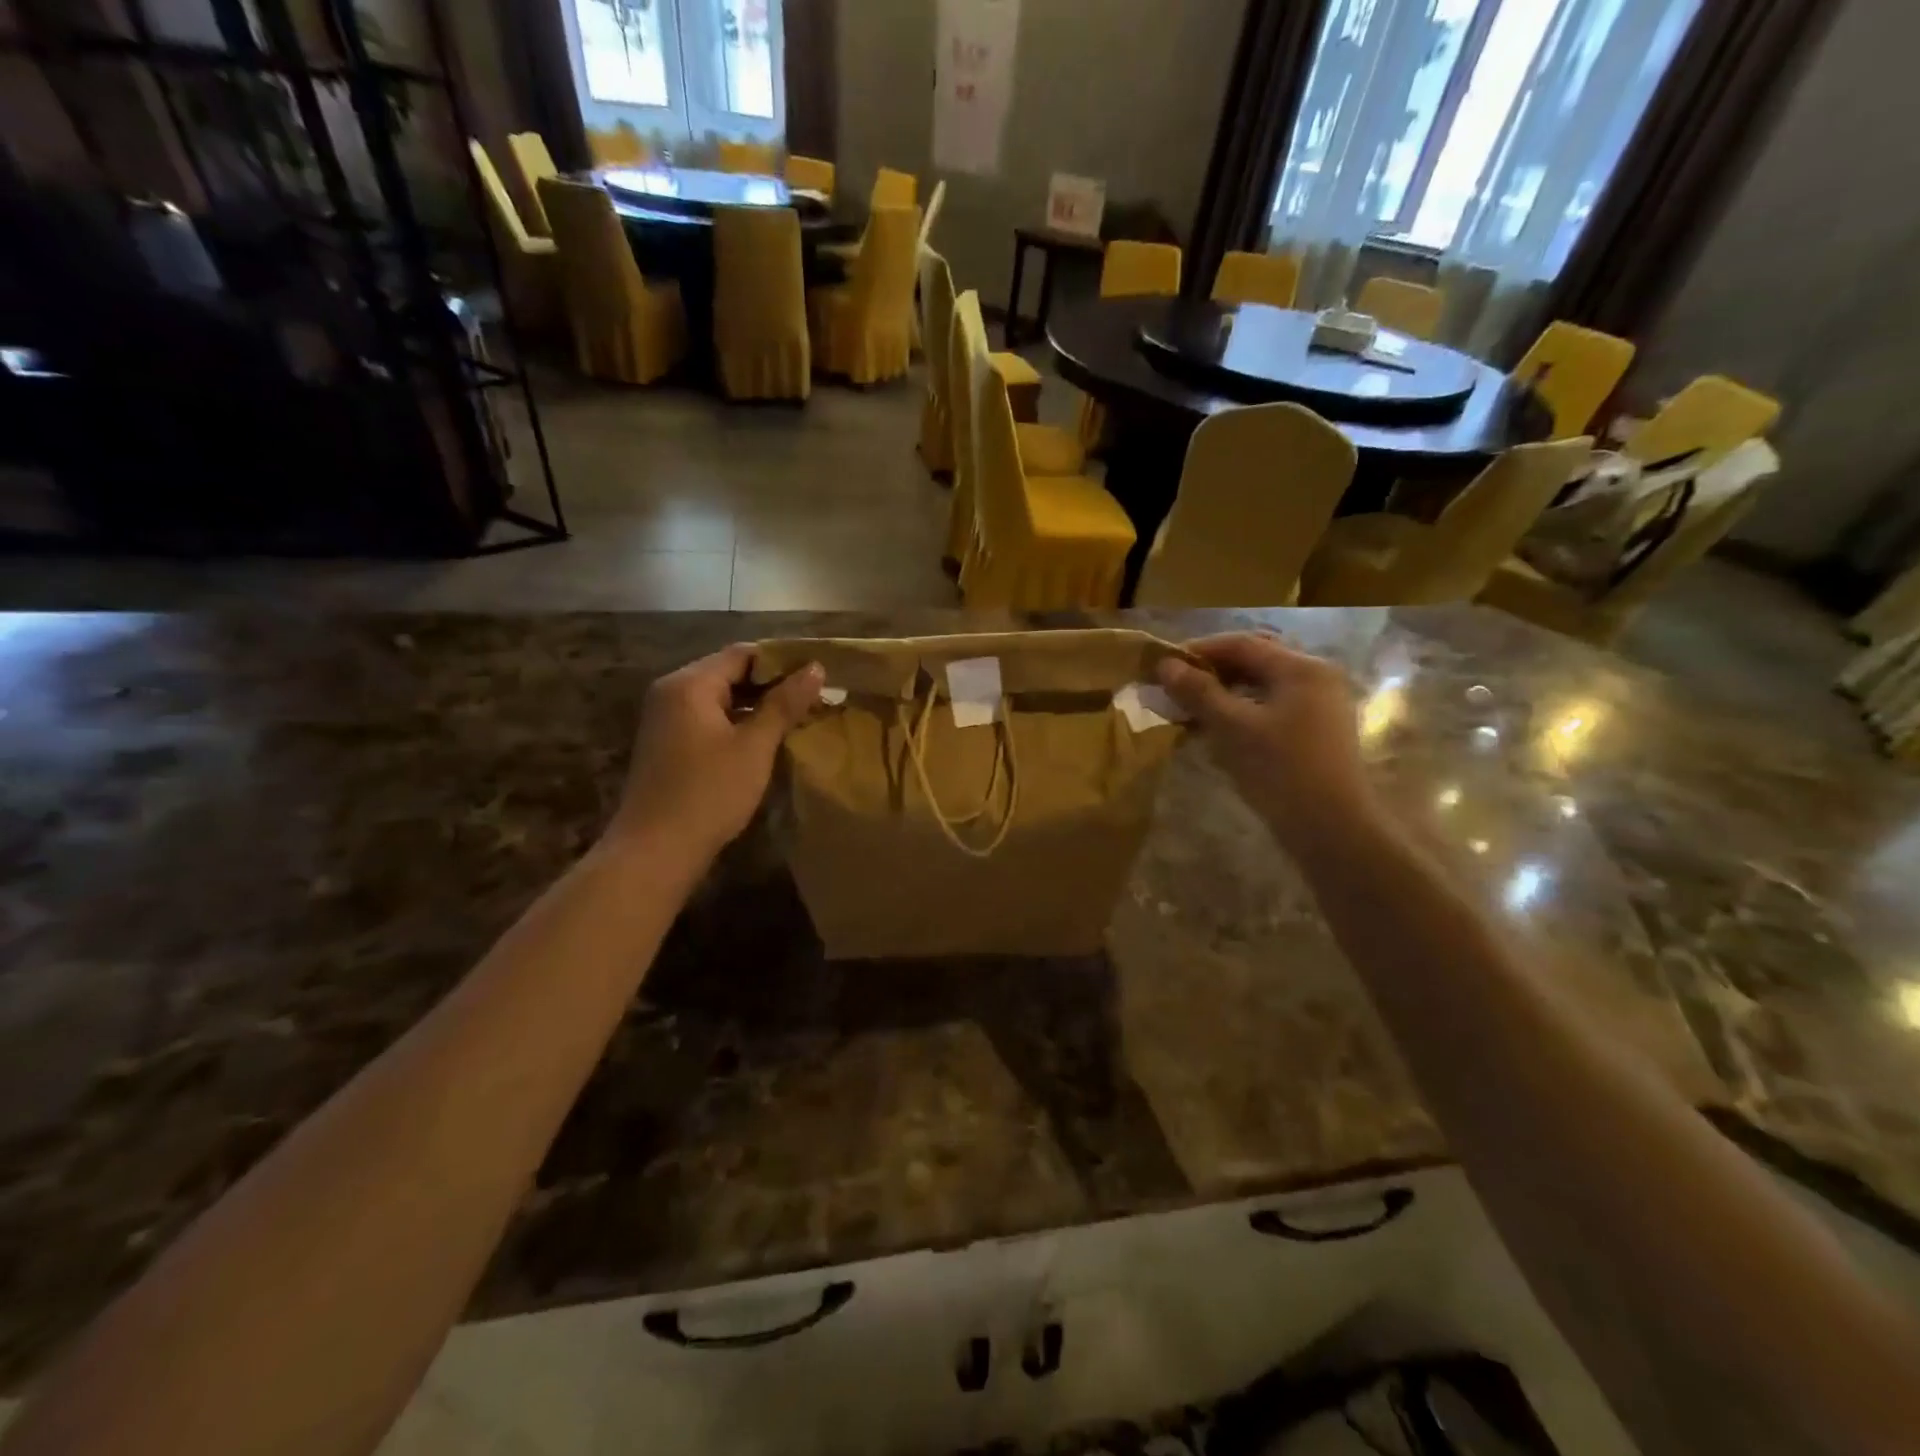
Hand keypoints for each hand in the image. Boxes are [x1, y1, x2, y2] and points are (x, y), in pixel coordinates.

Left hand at [610, 644, 822, 861]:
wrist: (655, 851)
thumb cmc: (709, 793)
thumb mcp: (754, 746)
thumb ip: (784, 704)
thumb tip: (815, 668)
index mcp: (690, 684)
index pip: (743, 654)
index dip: (783, 661)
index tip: (818, 677)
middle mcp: (672, 692)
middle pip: (729, 672)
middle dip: (771, 684)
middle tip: (813, 699)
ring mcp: (665, 719)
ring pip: (720, 697)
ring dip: (756, 705)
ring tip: (796, 719)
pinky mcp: (667, 744)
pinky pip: (708, 719)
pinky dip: (736, 722)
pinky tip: (763, 741)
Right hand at [1156, 633, 1373, 852]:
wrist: (1332, 829)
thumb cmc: (1281, 771)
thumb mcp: (1232, 729)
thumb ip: (1198, 693)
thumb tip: (1165, 665)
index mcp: (1301, 668)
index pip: (1242, 644)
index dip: (1199, 650)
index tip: (1163, 664)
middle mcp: (1316, 676)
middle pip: (1255, 660)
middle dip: (1212, 669)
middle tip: (1176, 684)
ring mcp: (1319, 704)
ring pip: (1262, 685)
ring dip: (1225, 691)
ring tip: (1190, 706)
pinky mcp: (1316, 730)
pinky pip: (1271, 706)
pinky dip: (1242, 709)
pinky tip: (1217, 727)